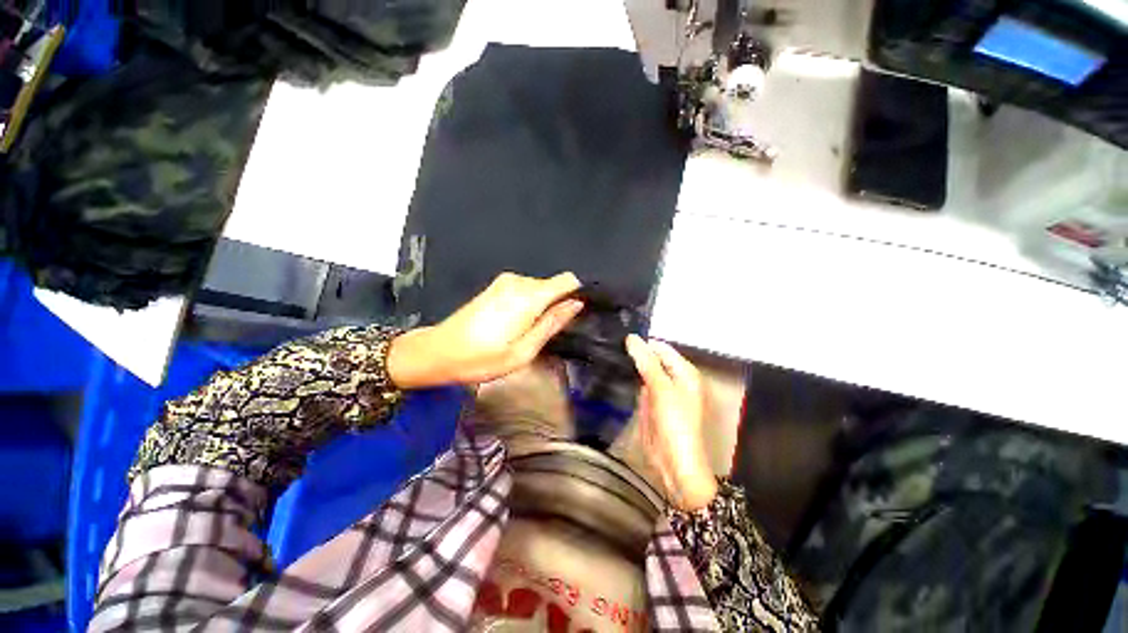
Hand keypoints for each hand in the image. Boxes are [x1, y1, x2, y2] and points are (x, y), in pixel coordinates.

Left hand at [388, 272, 583, 387]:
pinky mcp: (496, 286)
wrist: (437, 352)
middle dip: (557, 305)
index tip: (577, 313)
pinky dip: (528, 304)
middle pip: (553, 286)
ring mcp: (505, 281)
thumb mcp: (523, 351)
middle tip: (547, 334)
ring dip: (541, 307)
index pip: (567, 280)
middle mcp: (519, 281)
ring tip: (529, 332)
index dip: (576, 293)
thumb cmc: (481, 359)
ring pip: (540, 289)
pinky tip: (515, 325)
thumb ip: (552, 324)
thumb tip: (576, 304)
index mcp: (528, 296)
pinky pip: (525, 290)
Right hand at [626, 335, 717, 510]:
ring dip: (630, 365)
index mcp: (684, 371)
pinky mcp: (650, 402)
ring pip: (644, 370)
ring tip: (608, 354)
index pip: (661, 348)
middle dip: (635, 353)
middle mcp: (674, 378)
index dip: (642, 343)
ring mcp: (661, 390)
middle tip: (610, 345)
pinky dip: (629, 378)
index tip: (619, 339)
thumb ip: (647, 362)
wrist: (674, 462)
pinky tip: (613, 371)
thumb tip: (631, 338)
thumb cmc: (675, 423)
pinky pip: (639, 383)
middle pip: (653, 358)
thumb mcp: (661, 389)